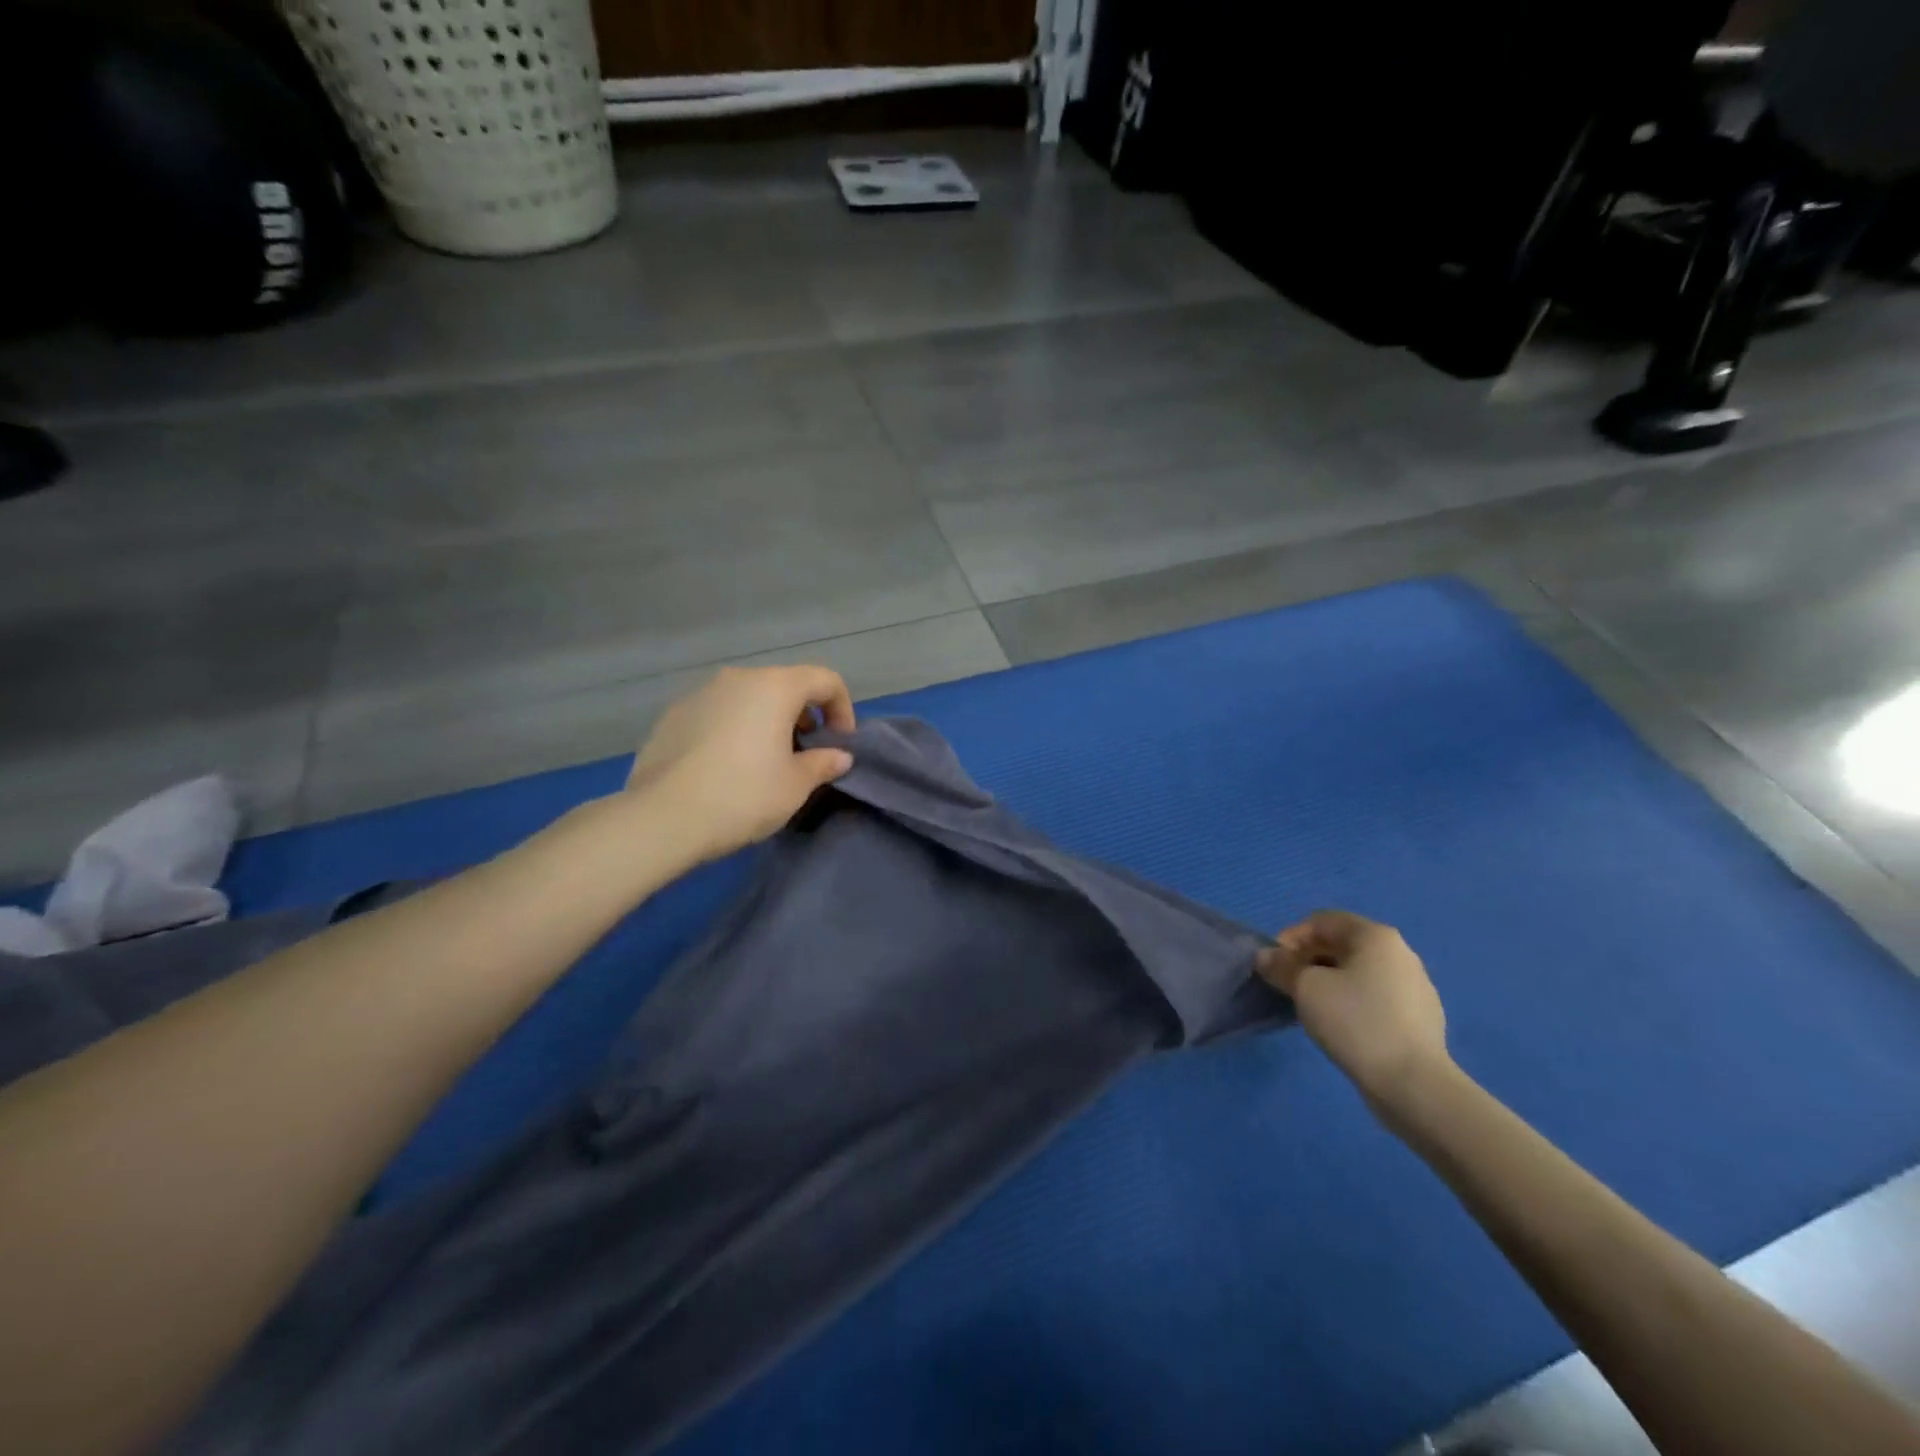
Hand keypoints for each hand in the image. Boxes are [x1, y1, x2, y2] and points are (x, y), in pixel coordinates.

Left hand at [626, 665, 855, 862]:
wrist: (662, 818)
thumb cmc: (743, 795)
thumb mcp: (795, 785)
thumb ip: (823, 763)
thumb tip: (838, 756)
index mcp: (775, 687)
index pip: (825, 680)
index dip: (842, 709)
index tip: (839, 745)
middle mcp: (737, 678)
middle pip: (785, 685)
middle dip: (803, 715)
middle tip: (804, 754)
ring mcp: (700, 694)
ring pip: (748, 698)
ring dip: (766, 721)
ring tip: (765, 762)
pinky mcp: (672, 716)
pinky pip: (717, 714)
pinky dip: (733, 730)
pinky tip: (725, 768)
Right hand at [1256, 911, 1450, 1112]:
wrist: (1413, 1084)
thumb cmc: (1355, 1021)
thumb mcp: (1305, 988)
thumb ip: (1281, 966)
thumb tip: (1266, 957)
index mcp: (1376, 937)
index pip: (1323, 920)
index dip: (1292, 936)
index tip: (1275, 964)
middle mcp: (1400, 953)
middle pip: (1343, 944)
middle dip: (1309, 958)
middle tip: (1288, 984)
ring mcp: (1415, 987)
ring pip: (1360, 972)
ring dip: (1330, 980)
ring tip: (1311, 1006)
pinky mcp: (1420, 1019)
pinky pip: (1376, 997)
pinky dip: (1352, 1001)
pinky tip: (1341, 1025)